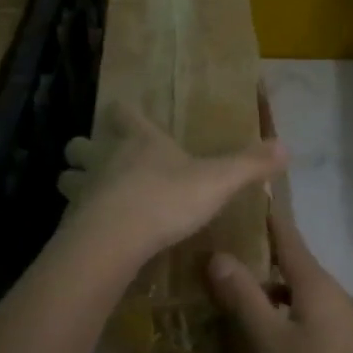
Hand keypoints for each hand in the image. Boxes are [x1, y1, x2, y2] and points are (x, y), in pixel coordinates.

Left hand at [56, 101, 286, 271]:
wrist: (112, 240)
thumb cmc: (165, 199)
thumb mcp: (217, 181)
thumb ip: (248, 165)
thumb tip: (285, 146)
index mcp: (140, 141)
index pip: (123, 114)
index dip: (123, 112)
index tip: (121, 111)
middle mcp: (105, 159)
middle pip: (82, 144)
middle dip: (86, 149)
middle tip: (99, 158)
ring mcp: (82, 190)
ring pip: (67, 177)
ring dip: (75, 181)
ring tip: (90, 195)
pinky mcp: (69, 223)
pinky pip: (69, 215)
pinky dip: (77, 219)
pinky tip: (91, 233)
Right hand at [206, 206, 352, 352]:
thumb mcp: (273, 346)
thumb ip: (245, 299)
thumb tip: (217, 254)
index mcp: (315, 283)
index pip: (286, 235)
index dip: (265, 214)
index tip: (241, 194)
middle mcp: (334, 293)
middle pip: (292, 265)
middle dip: (259, 258)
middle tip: (219, 258)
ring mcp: (347, 321)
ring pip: (301, 296)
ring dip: (271, 293)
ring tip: (235, 303)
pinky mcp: (352, 349)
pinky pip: (311, 318)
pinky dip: (286, 317)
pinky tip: (270, 344)